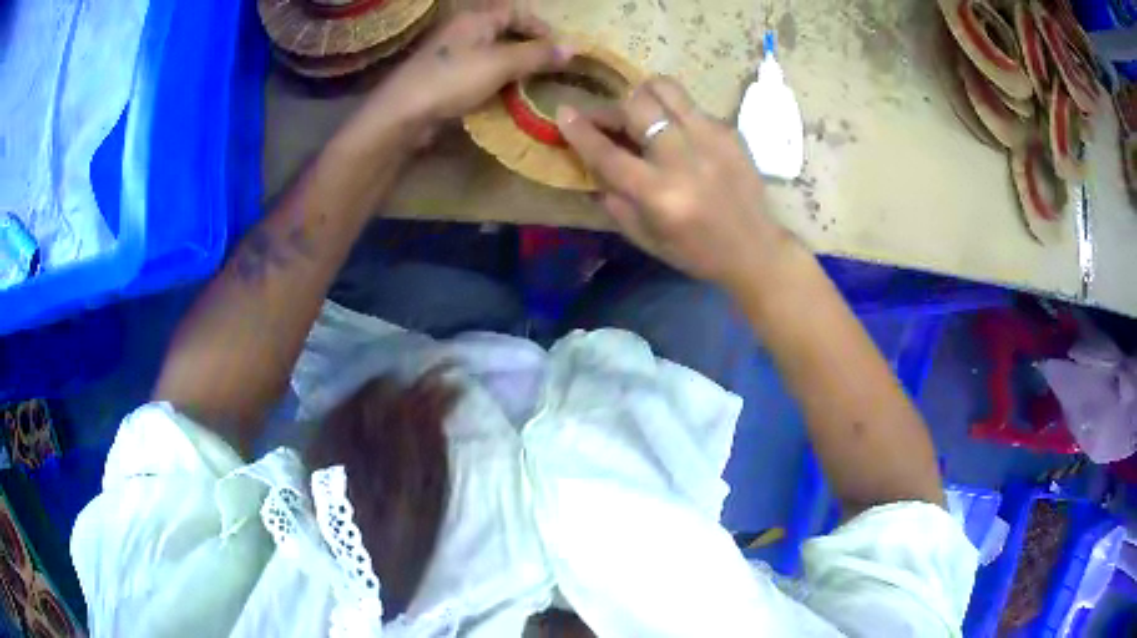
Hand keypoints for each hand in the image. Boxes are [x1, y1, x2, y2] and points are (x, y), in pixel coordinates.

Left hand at [345, 4, 572, 150]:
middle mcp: (463, 31)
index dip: (540, 28)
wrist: (403, 114)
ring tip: (531, 85)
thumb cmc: (453, 80)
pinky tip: (504, 96)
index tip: (558, 49)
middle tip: (548, 69)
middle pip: (504, 33)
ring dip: (513, 68)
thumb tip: (573, 48)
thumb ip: (537, 55)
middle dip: (528, 49)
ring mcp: (451, 55)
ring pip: (491, 54)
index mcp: (476, 19)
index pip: (516, 13)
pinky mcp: (444, 78)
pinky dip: (494, 82)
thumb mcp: (501, 64)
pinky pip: (477, 73)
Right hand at [556, 77, 795, 291]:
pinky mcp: (730, 131)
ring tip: (643, 111)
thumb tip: (593, 163)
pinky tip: (680, 134)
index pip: (609, 154)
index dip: (581, 130)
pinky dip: (675, 114)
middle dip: (613, 108)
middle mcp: (684, 160)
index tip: (564, 110)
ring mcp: (711, 140)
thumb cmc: (696, 252)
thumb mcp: (646, 239)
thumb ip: (614, 201)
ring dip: (644, 95)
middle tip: (610, 119)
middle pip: (637, 107)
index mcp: (660, 195)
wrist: (756, 249)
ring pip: (666, 90)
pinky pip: (691, 106)